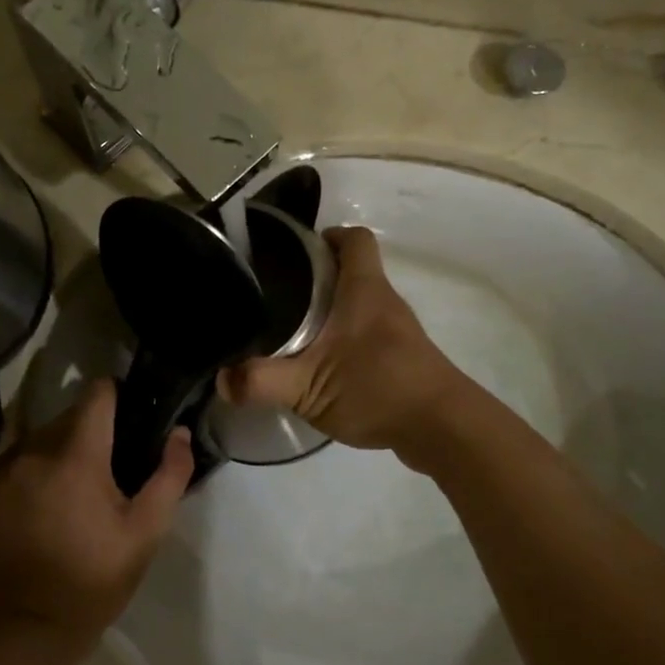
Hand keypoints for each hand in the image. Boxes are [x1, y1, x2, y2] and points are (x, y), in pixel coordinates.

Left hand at [0, 380, 192, 647]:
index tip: (129, 412)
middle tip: (107, 469)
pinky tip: (37, 511)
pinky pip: (11, 465)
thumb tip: (179, 434)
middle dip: (89, 433)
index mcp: (77, 454)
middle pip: (67, 417)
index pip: (97, 394)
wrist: (19, 630)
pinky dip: (28, 475)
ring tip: (70, 492)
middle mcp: (33, 450)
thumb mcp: (144, 534)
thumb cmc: (91, 581)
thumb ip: (169, 476)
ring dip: (57, 453)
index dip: (116, 395)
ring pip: (37, 440)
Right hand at [219, 226, 471, 459]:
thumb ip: (262, 381)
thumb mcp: (309, 386)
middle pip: (351, 270)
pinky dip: (343, 339)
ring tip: (289, 329)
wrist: (442, 428)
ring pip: (357, 305)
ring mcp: (396, 331)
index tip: (293, 251)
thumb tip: (221, 380)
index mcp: (364, 290)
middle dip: (314, 277)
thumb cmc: (378, 389)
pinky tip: (320, 365)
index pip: (354, 239)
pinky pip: (366, 333)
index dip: (326, 236)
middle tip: (275, 294)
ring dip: (328, 311)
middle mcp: (383, 301)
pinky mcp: (401, 357)